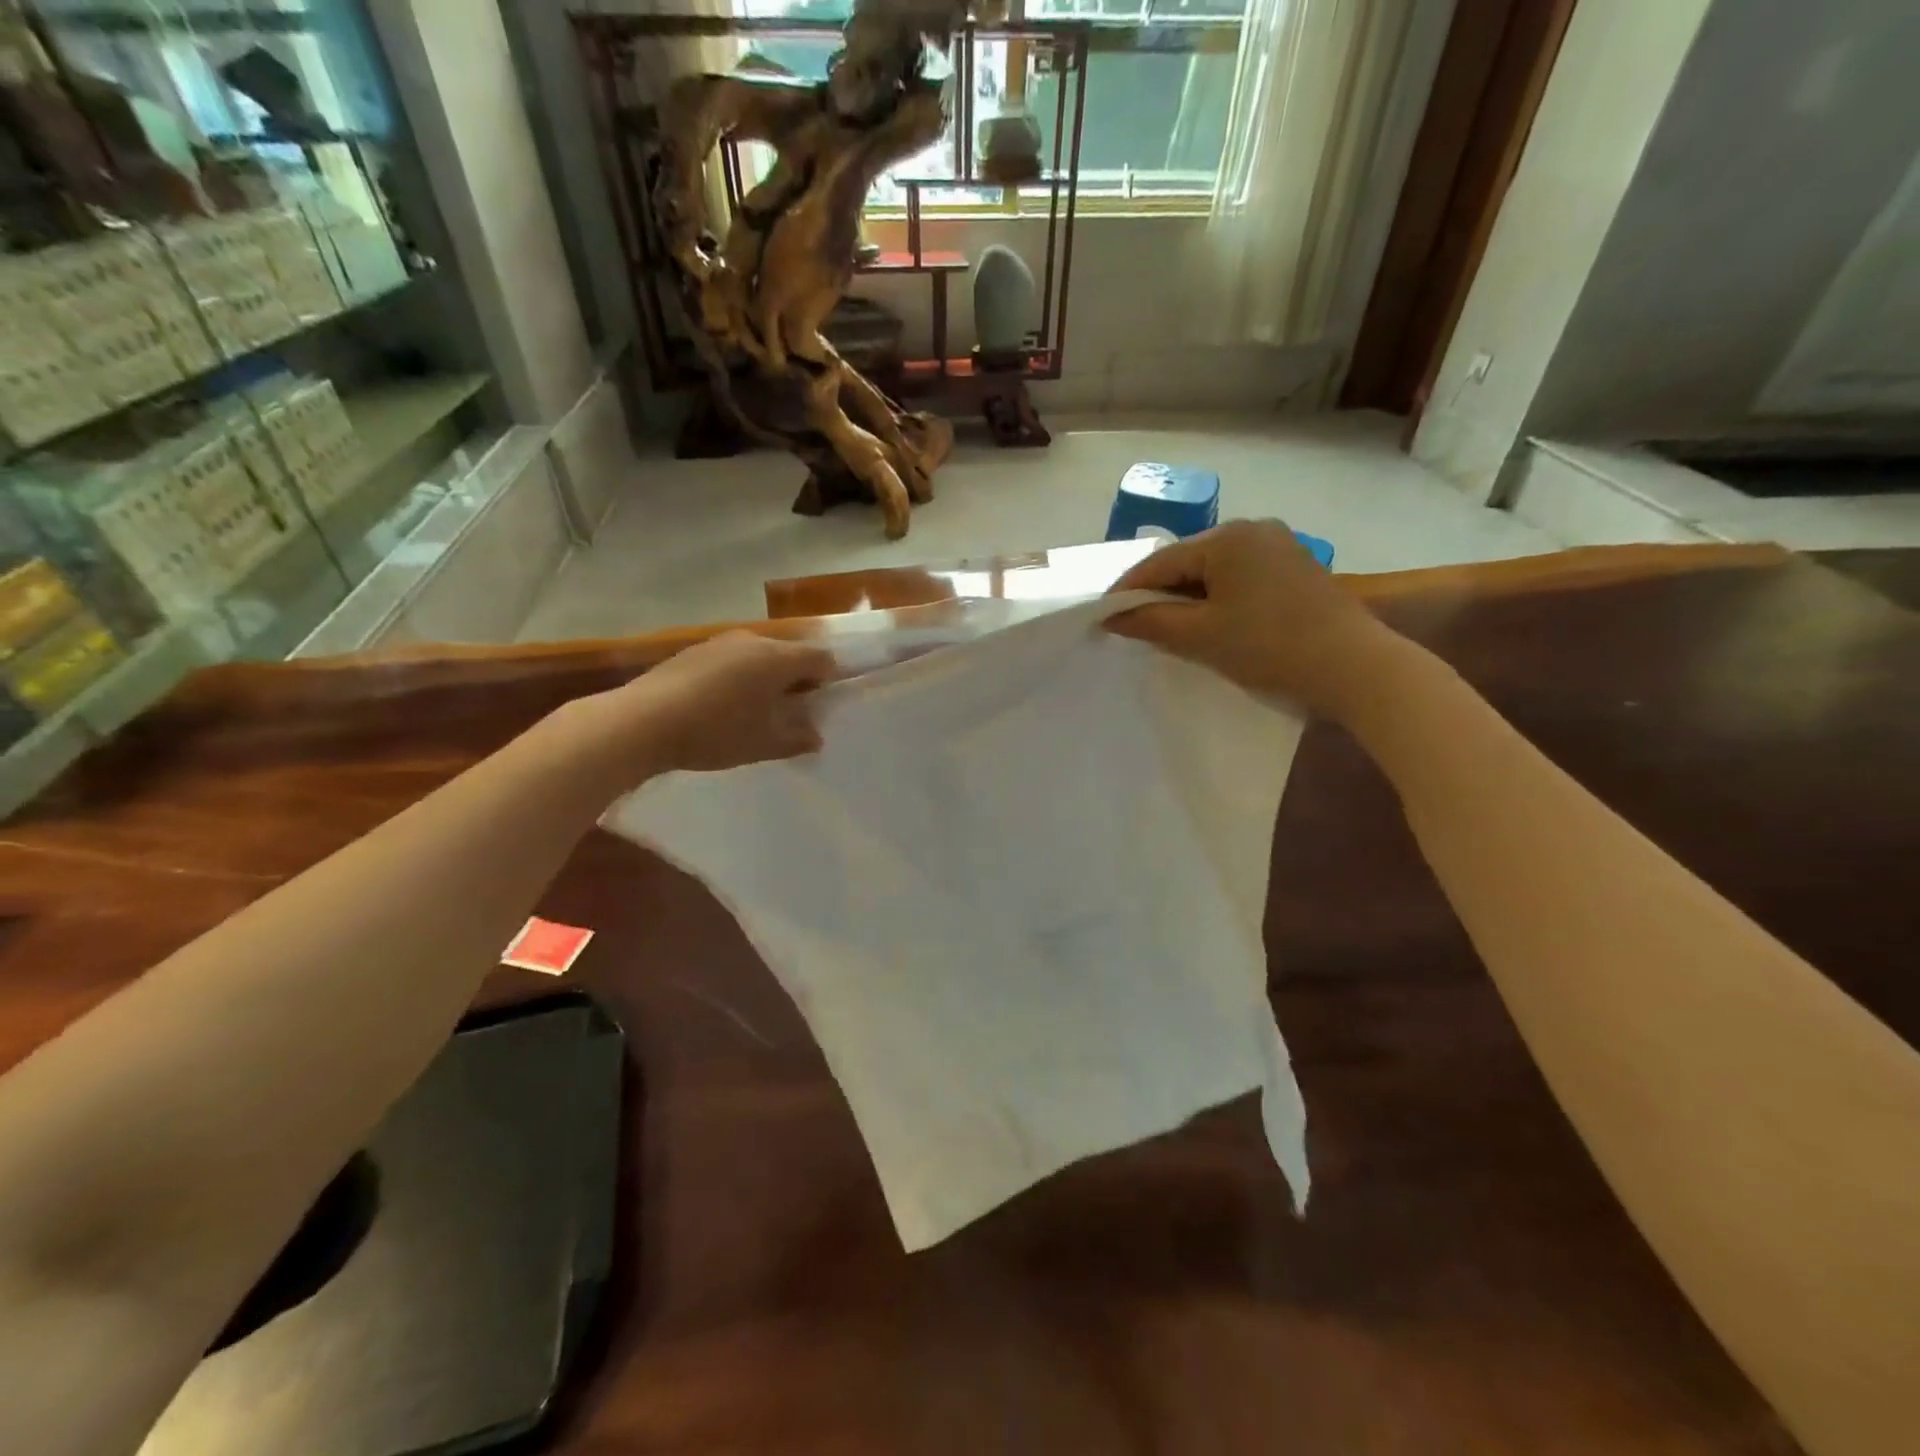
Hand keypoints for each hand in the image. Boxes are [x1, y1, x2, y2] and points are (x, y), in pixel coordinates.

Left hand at [565, 631, 836, 783]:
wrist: (643, 722)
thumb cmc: (716, 732)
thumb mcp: (763, 744)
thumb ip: (797, 739)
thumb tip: (816, 736)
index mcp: (778, 658)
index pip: (821, 658)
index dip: (828, 680)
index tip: (821, 705)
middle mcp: (753, 641)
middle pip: (789, 653)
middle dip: (796, 679)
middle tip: (791, 711)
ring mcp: (720, 642)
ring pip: (758, 655)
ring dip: (765, 677)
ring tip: (754, 710)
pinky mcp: (693, 651)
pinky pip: (731, 659)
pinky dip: (737, 677)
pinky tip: (721, 705)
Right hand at [1105, 520, 1402, 719]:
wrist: (1353, 667)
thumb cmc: (1268, 647)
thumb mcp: (1200, 636)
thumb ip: (1150, 621)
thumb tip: (1111, 616)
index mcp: (1227, 538)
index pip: (1161, 562)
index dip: (1128, 590)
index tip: (1103, 616)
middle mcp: (1253, 529)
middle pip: (1188, 561)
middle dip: (1160, 593)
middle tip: (1135, 626)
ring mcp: (1279, 546)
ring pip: (1215, 571)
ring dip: (1189, 598)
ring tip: (1171, 629)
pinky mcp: (1296, 568)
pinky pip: (1241, 578)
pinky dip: (1219, 598)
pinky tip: (1213, 623)